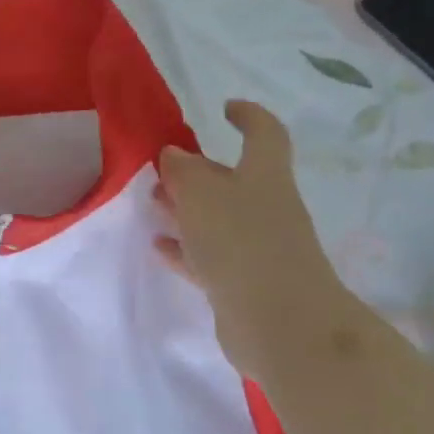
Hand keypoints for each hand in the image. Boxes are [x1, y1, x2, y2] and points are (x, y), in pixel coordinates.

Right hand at [155, 100, 349, 380]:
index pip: (264, 134)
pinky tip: (160, 246)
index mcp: (264, 177)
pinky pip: (210, 256)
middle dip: (198, 171)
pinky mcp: (245, 283)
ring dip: (186, 209)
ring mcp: (258, 248)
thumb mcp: (201, 194)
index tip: (225, 109)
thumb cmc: (241, 242)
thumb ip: (183, 171)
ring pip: (217, 218)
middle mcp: (266, 208)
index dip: (248, 116)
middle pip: (233, 179)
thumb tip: (175, 155)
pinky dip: (186, 248)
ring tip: (153, 204)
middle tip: (161, 169)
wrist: (280, 324)